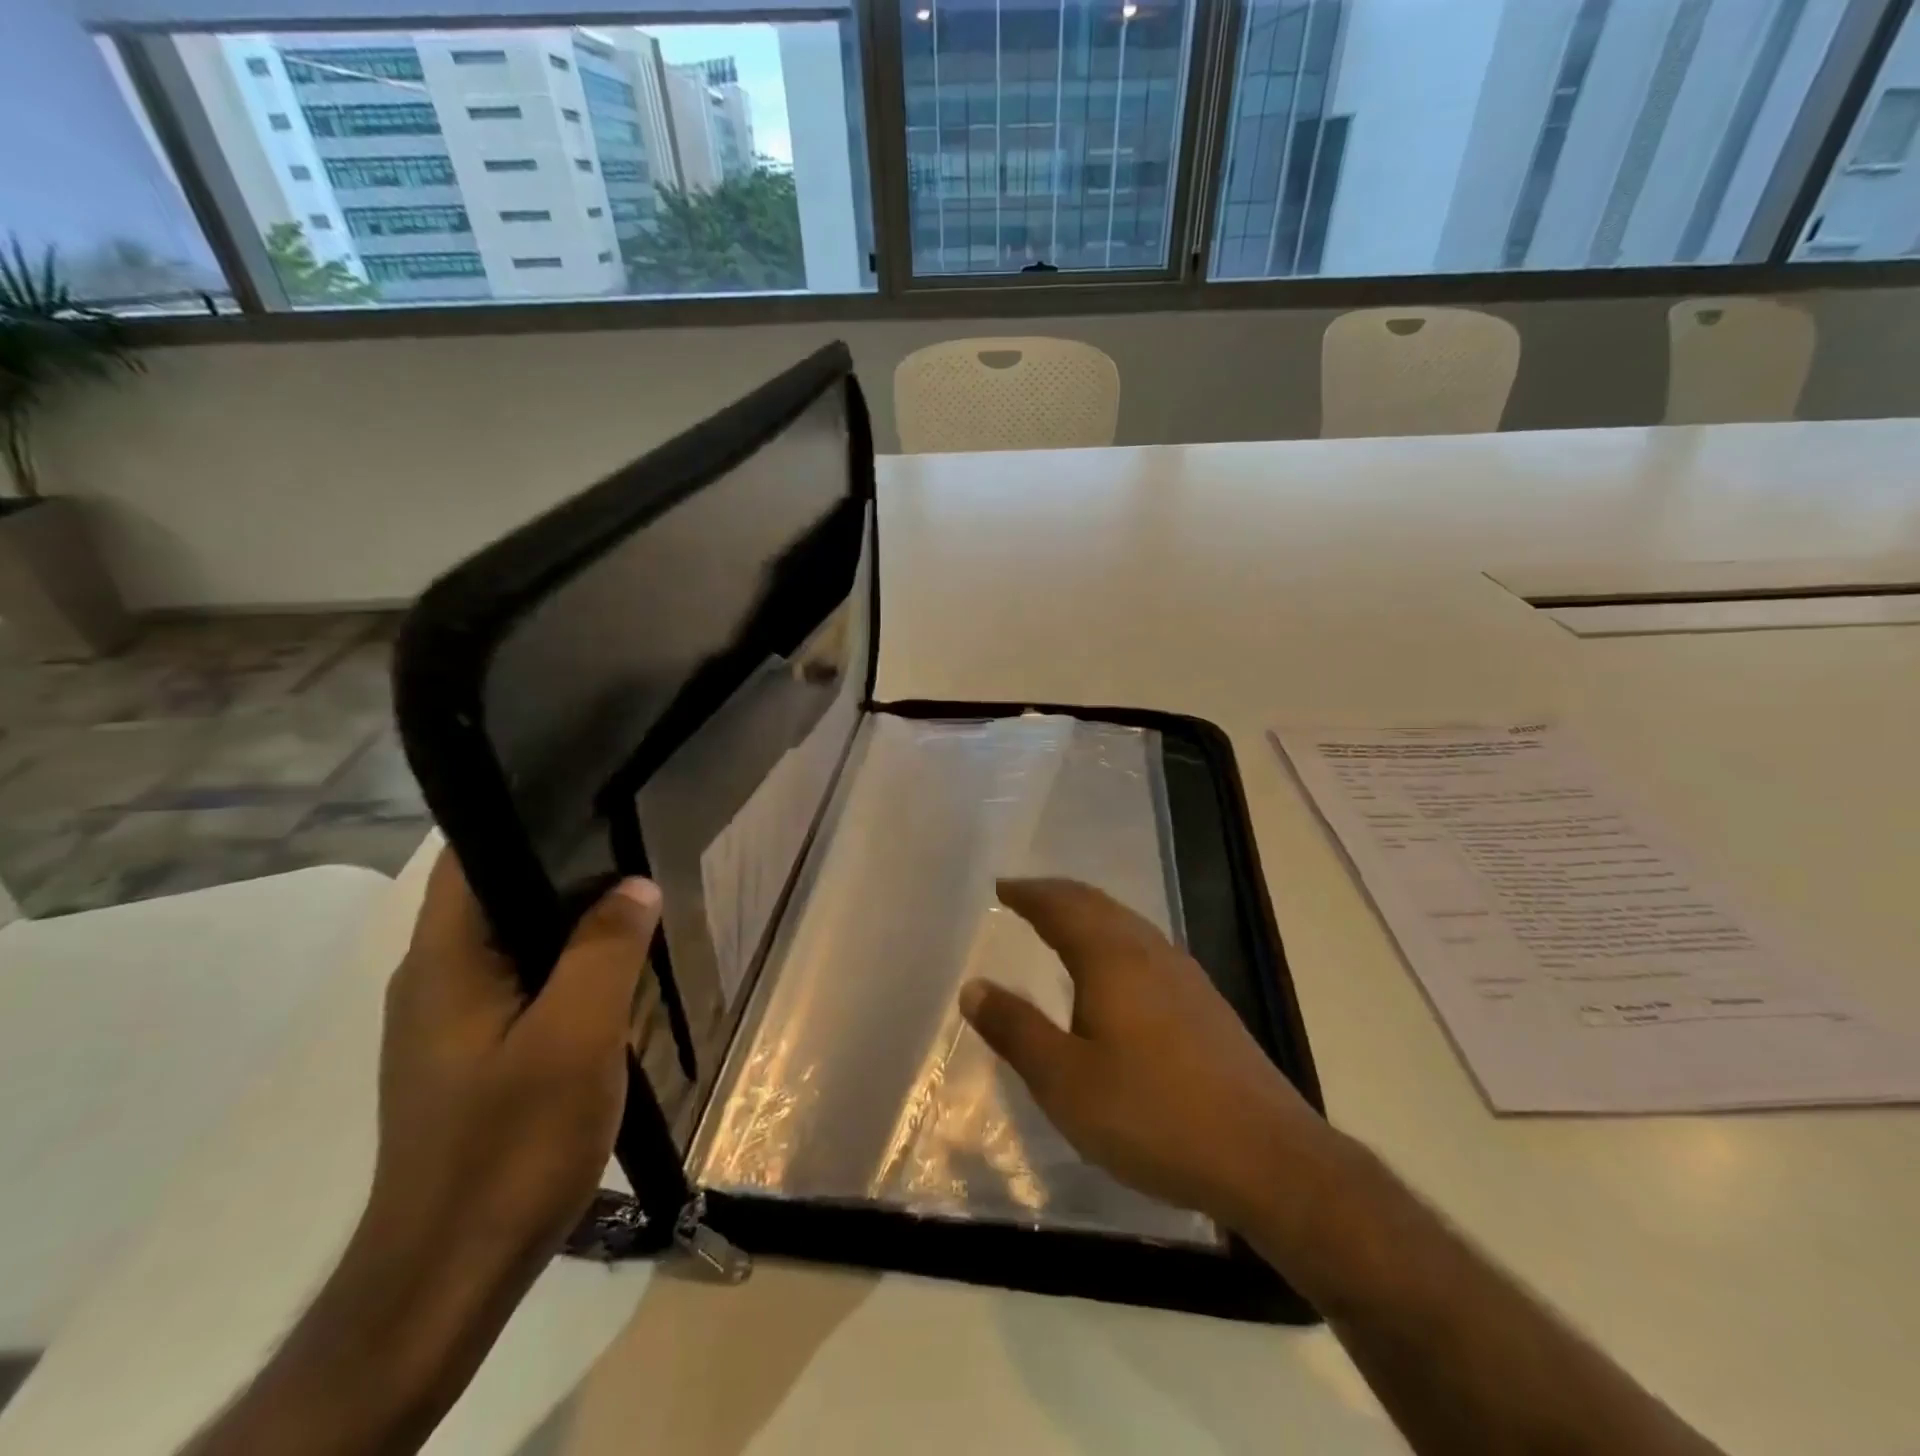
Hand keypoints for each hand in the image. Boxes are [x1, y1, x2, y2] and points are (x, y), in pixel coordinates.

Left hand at [370, 852, 661, 1278]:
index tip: (596, 801)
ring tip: (637, 900)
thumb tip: (636, 885)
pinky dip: (566, 965)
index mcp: (444, 961)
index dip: (527, 817)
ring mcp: (451, 1020)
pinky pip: (523, 982)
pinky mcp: (472, 1052)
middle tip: (638, 849)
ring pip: (516, 940)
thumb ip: (606, 950)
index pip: (470, 858)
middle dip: (566, 868)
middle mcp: (436, 979)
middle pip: (498, 894)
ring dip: (571, 921)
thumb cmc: (511, 1143)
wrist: (452, 1271)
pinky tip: (613, 973)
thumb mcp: (576, 1036)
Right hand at [960, 877, 1333, 1233]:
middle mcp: (1150, 953)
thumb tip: (974, 987)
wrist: (1266, 1157)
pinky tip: (1117, 972)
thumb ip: (1016, 1030)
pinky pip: (1146, 948)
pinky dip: (1115, 939)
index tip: (1002, 887)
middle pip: (1098, 905)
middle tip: (1026, 896)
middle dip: (1058, 895)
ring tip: (1063, 924)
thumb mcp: (1065, 1082)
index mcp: (1111, 959)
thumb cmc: (1152, 1115)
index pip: (1062, 907)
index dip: (1029, 894)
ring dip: (1089, 914)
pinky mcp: (1206, 1004)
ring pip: (1127, 924)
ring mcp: (1185, 976)